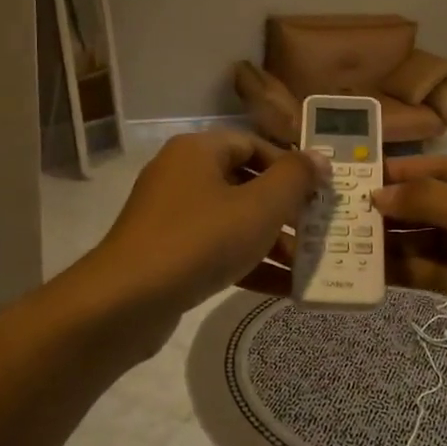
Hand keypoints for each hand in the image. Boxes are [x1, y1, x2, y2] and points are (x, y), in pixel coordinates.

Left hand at [91, 130, 325, 329]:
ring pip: (232, 220)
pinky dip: (247, 263)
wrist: (126, 301)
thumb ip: (294, 179)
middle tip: (318, 229)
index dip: (290, 165)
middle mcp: (181, 175)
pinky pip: (216, 249)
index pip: (253, 144)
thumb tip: (319, 158)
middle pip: (244, 183)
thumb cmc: (200, 240)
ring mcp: (170, 216)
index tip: (319, 191)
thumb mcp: (259, 207)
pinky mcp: (167, 253)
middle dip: (284, 209)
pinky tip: (284, 288)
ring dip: (271, 240)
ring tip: (308, 264)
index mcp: (198, 151)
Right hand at [372, 156, 446, 385]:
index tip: (357, 179)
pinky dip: (413, 269)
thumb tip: (379, 194)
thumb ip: (431, 201)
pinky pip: (442, 271)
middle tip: (342, 215)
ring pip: (436, 240)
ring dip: (398, 241)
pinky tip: (377, 270)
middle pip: (438, 204)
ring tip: (349, 243)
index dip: (402, 173)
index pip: (445, 167)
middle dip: (395, 209)